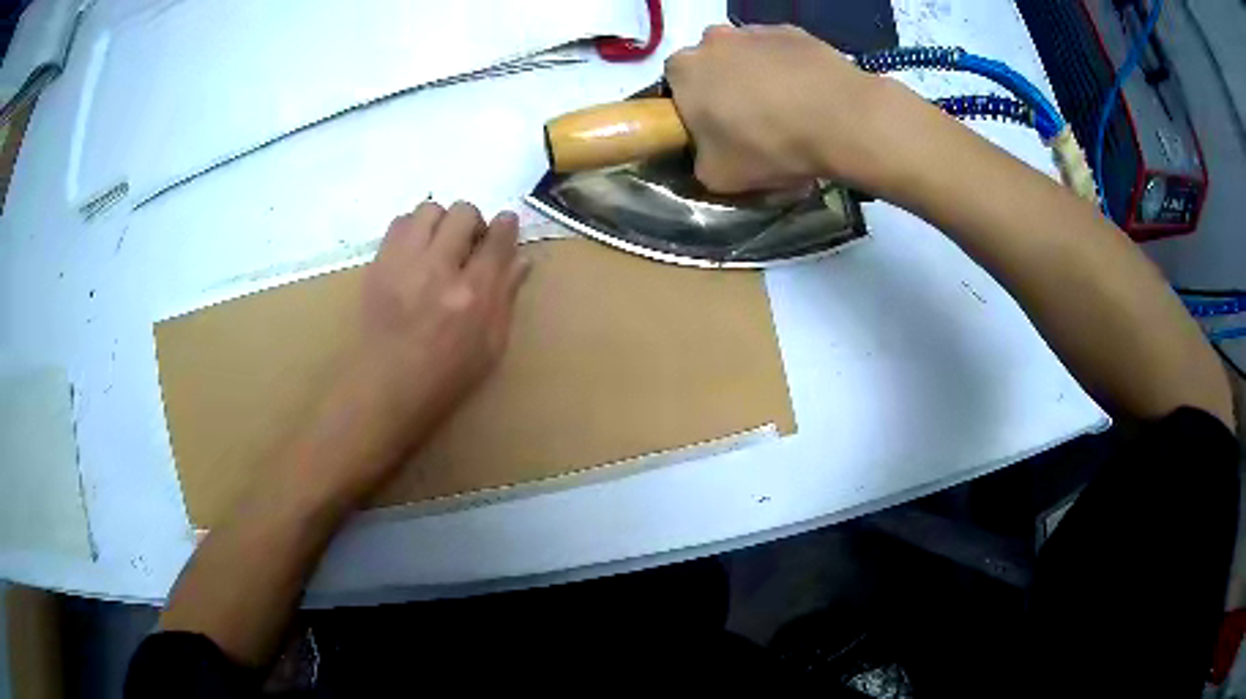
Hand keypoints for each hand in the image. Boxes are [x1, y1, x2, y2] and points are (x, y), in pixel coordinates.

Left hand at [360, 200, 527, 422]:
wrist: (384, 390)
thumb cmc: (445, 377)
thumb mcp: (490, 347)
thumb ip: (506, 298)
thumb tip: (522, 260)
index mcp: (472, 295)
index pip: (498, 239)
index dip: (507, 225)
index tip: (507, 225)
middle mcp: (438, 269)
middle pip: (463, 212)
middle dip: (474, 222)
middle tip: (469, 245)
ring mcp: (403, 263)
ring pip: (429, 209)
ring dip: (441, 222)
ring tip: (439, 246)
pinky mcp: (378, 264)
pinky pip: (399, 223)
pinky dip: (413, 229)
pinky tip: (415, 254)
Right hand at [665, 24, 924, 194]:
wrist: (843, 120)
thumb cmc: (769, 145)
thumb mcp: (717, 176)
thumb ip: (699, 159)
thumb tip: (709, 151)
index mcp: (683, 69)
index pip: (676, 87)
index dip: (694, 109)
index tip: (716, 131)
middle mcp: (712, 38)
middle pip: (712, 66)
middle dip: (725, 88)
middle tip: (753, 123)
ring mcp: (755, 30)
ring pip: (747, 56)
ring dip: (758, 77)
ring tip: (789, 111)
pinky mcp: (794, 31)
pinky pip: (782, 53)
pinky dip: (789, 70)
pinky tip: (810, 97)